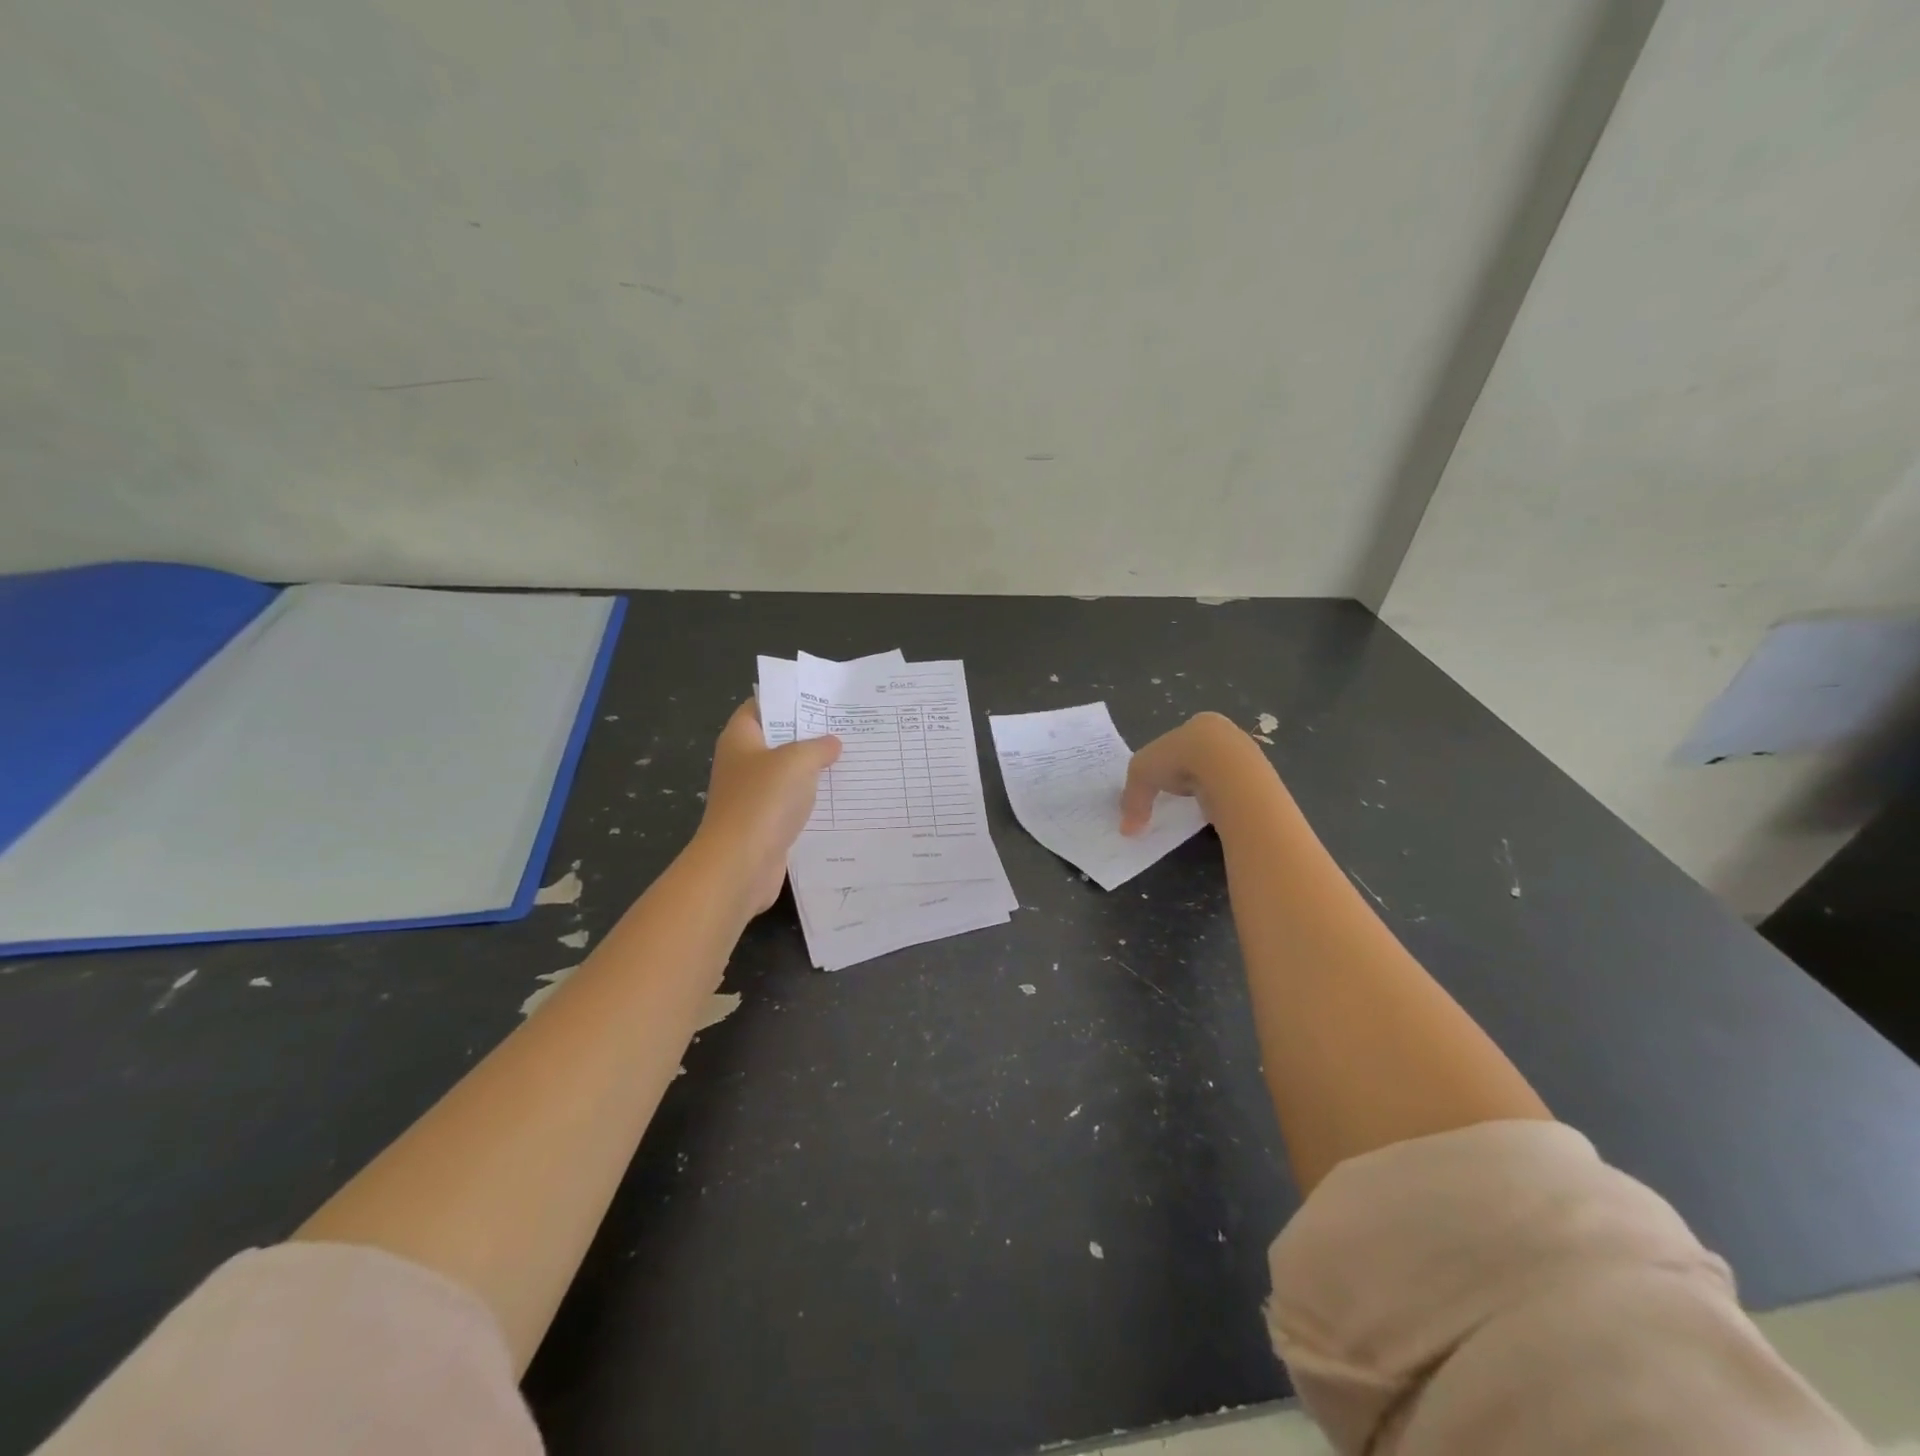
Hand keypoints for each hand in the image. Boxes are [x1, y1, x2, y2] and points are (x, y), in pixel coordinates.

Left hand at [693, 701, 841, 915]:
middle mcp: (742, 763)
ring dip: (814, 769)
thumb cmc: (763, 801)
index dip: (787, 698)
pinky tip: (840, 796)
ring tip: (851, 758)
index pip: (760, 706)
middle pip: (777, 740)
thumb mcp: (797, 762)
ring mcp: (752, 796)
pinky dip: (812, 800)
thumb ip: (818, 747)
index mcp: (740, 739)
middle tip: (846, 726)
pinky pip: (792, 803)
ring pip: (787, 774)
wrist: (740, 865)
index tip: (822, 697)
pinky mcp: (765, 824)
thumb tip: (832, 743)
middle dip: (809, 734)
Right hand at [1120, 711, 1267, 833]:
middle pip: (1202, 757)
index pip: (1180, 740)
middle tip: (1177, 796)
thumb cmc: (1180, 759)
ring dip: (1209, 790)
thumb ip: (1133, 799)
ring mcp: (1248, 757)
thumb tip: (1127, 829)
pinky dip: (1224, 803)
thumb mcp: (1141, 773)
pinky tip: (1216, 813)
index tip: (1161, 780)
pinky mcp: (1260, 781)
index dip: (1168, 759)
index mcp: (1200, 723)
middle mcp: (1227, 734)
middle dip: (1190, 775)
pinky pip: (1236, 793)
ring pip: (1222, 775)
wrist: (1229, 773)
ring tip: (1196, 808)